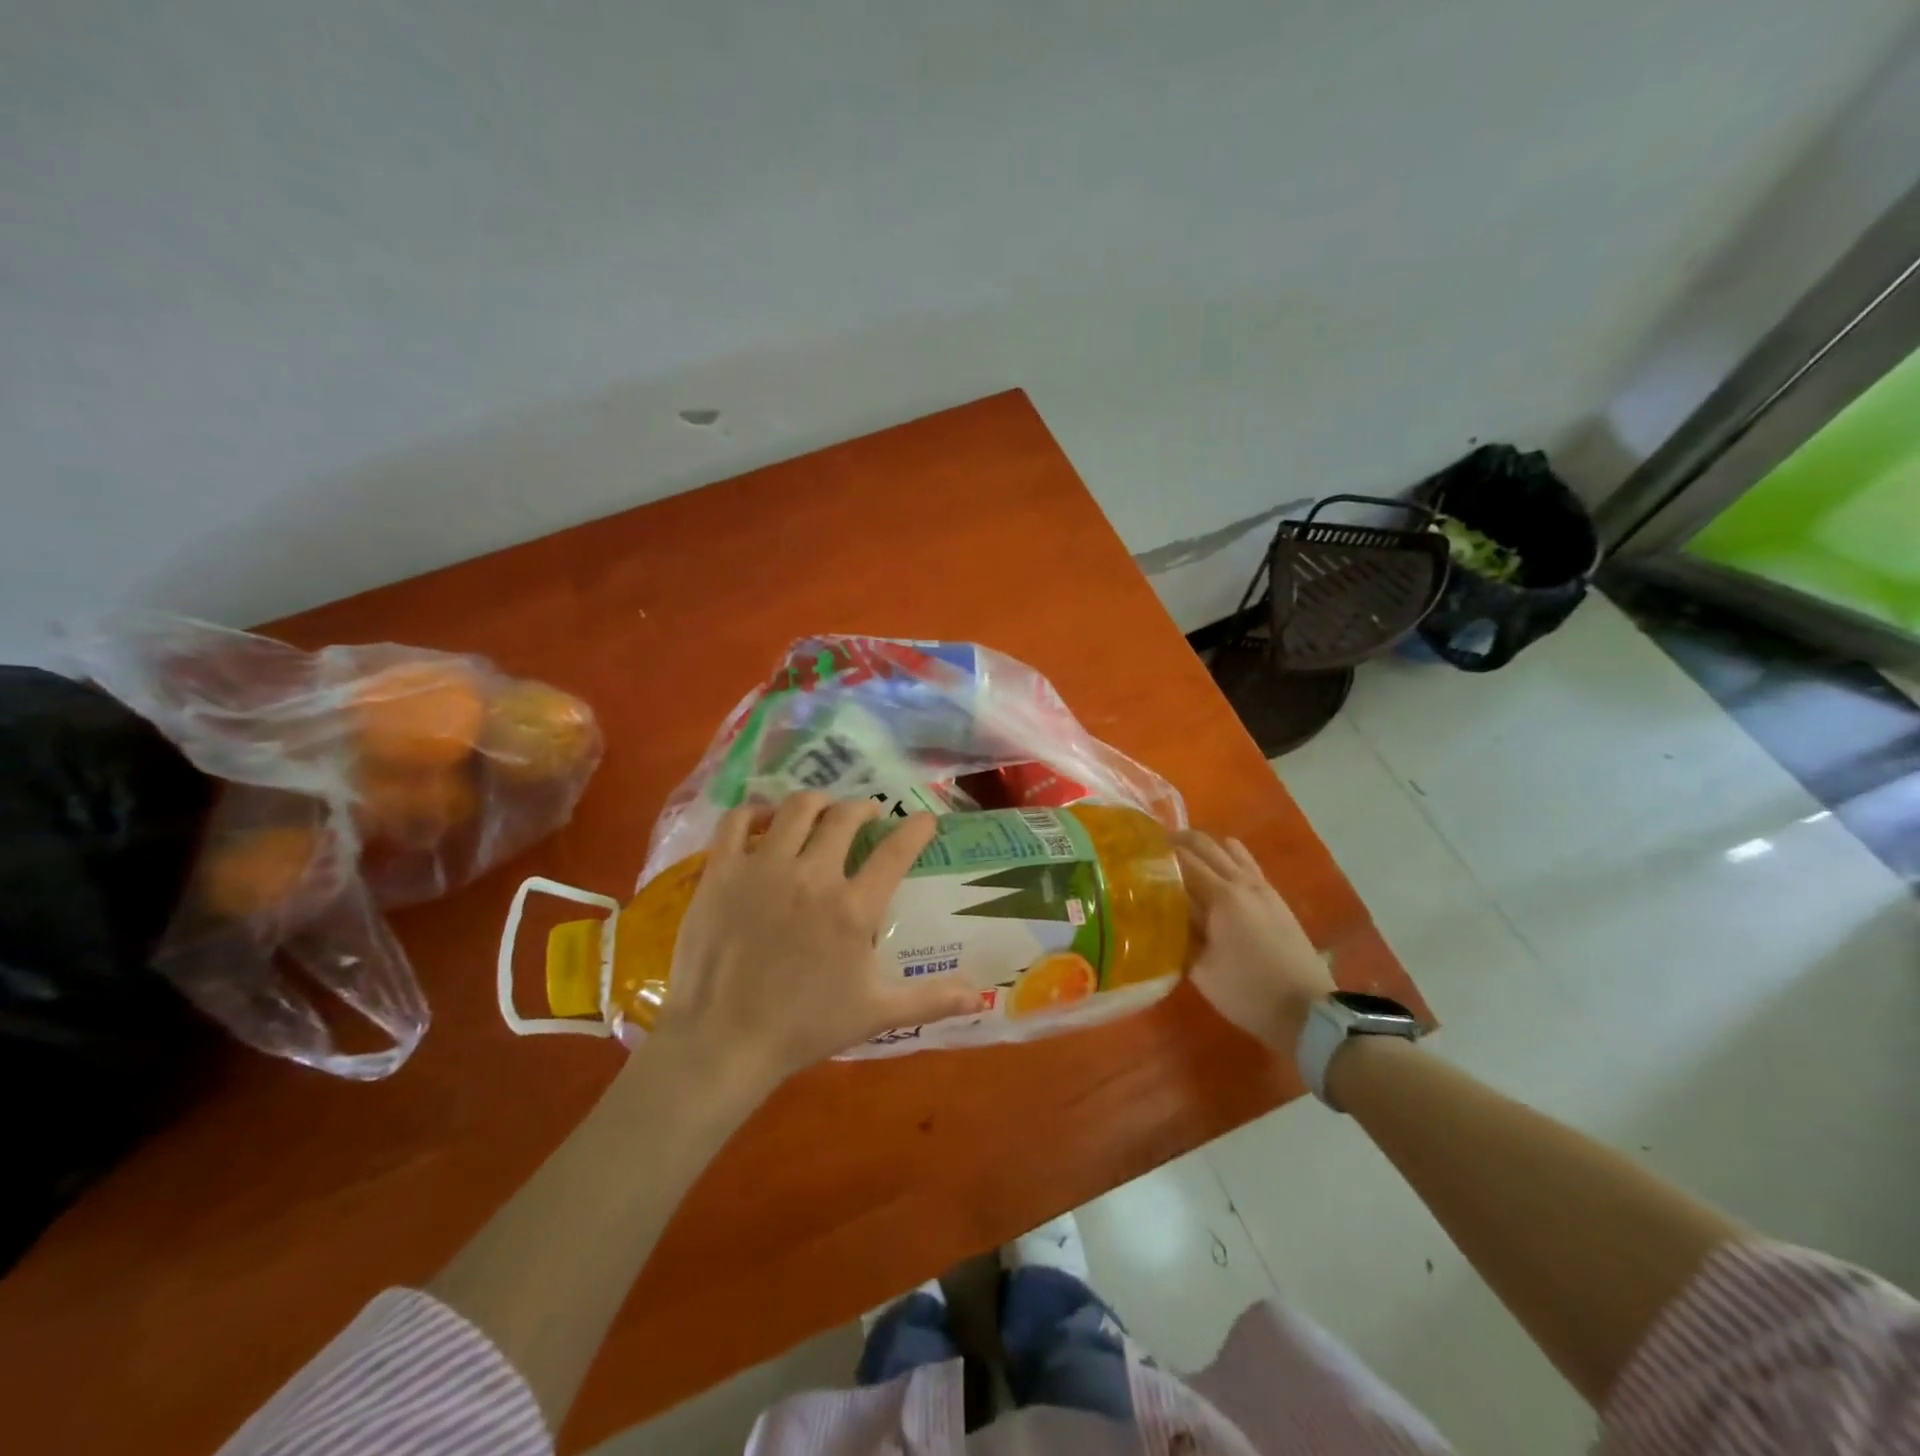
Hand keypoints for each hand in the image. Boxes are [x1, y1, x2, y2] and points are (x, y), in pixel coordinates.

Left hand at [652, 792, 980, 1096]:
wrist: (722, 1041)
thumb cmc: (803, 1028)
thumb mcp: (875, 1014)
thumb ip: (930, 999)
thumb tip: (982, 995)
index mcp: (853, 908)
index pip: (896, 850)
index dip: (916, 828)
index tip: (925, 819)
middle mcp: (812, 875)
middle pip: (845, 816)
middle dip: (864, 807)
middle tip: (868, 814)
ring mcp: (763, 868)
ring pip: (797, 808)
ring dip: (817, 803)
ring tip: (823, 810)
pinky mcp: (722, 871)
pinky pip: (738, 820)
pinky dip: (756, 812)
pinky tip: (767, 821)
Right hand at [1174, 830, 1333, 1053]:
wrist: (1308, 1012)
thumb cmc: (1247, 993)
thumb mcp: (1201, 970)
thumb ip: (1180, 935)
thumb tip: (1162, 915)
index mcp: (1221, 897)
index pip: (1183, 859)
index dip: (1158, 851)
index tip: (1136, 852)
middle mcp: (1243, 883)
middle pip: (1207, 845)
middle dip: (1179, 840)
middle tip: (1154, 849)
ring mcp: (1264, 888)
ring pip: (1230, 849)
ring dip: (1205, 847)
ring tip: (1184, 859)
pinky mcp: (1276, 899)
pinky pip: (1247, 864)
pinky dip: (1227, 859)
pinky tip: (1216, 878)